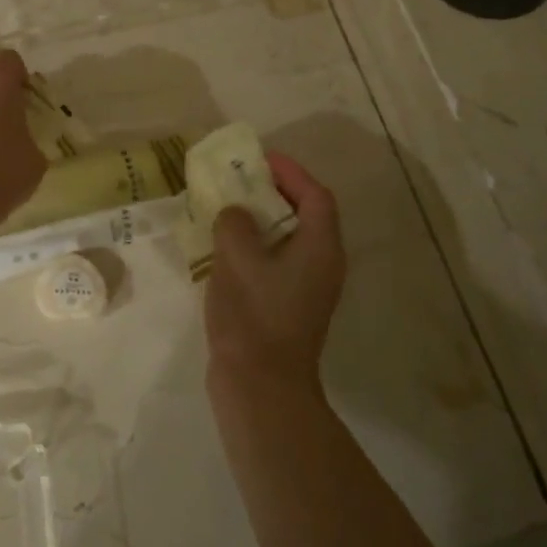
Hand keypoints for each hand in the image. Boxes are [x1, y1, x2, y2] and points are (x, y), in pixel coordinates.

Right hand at [203, 151, 344, 400]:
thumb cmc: (254, 314)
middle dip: (273, 193)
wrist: (260, 386)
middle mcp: (322, 265)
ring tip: (226, 209)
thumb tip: (234, 215)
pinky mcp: (289, 308)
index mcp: (320, 248)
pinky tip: (223, 250)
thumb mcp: (237, 258)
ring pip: (288, 241)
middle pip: (305, 216)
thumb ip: (234, 223)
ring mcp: (307, 290)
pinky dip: (255, 248)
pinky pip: (276, 263)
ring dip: (260, 222)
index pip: (316, 196)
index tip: (260, 159)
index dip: (291, 172)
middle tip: (238, 181)